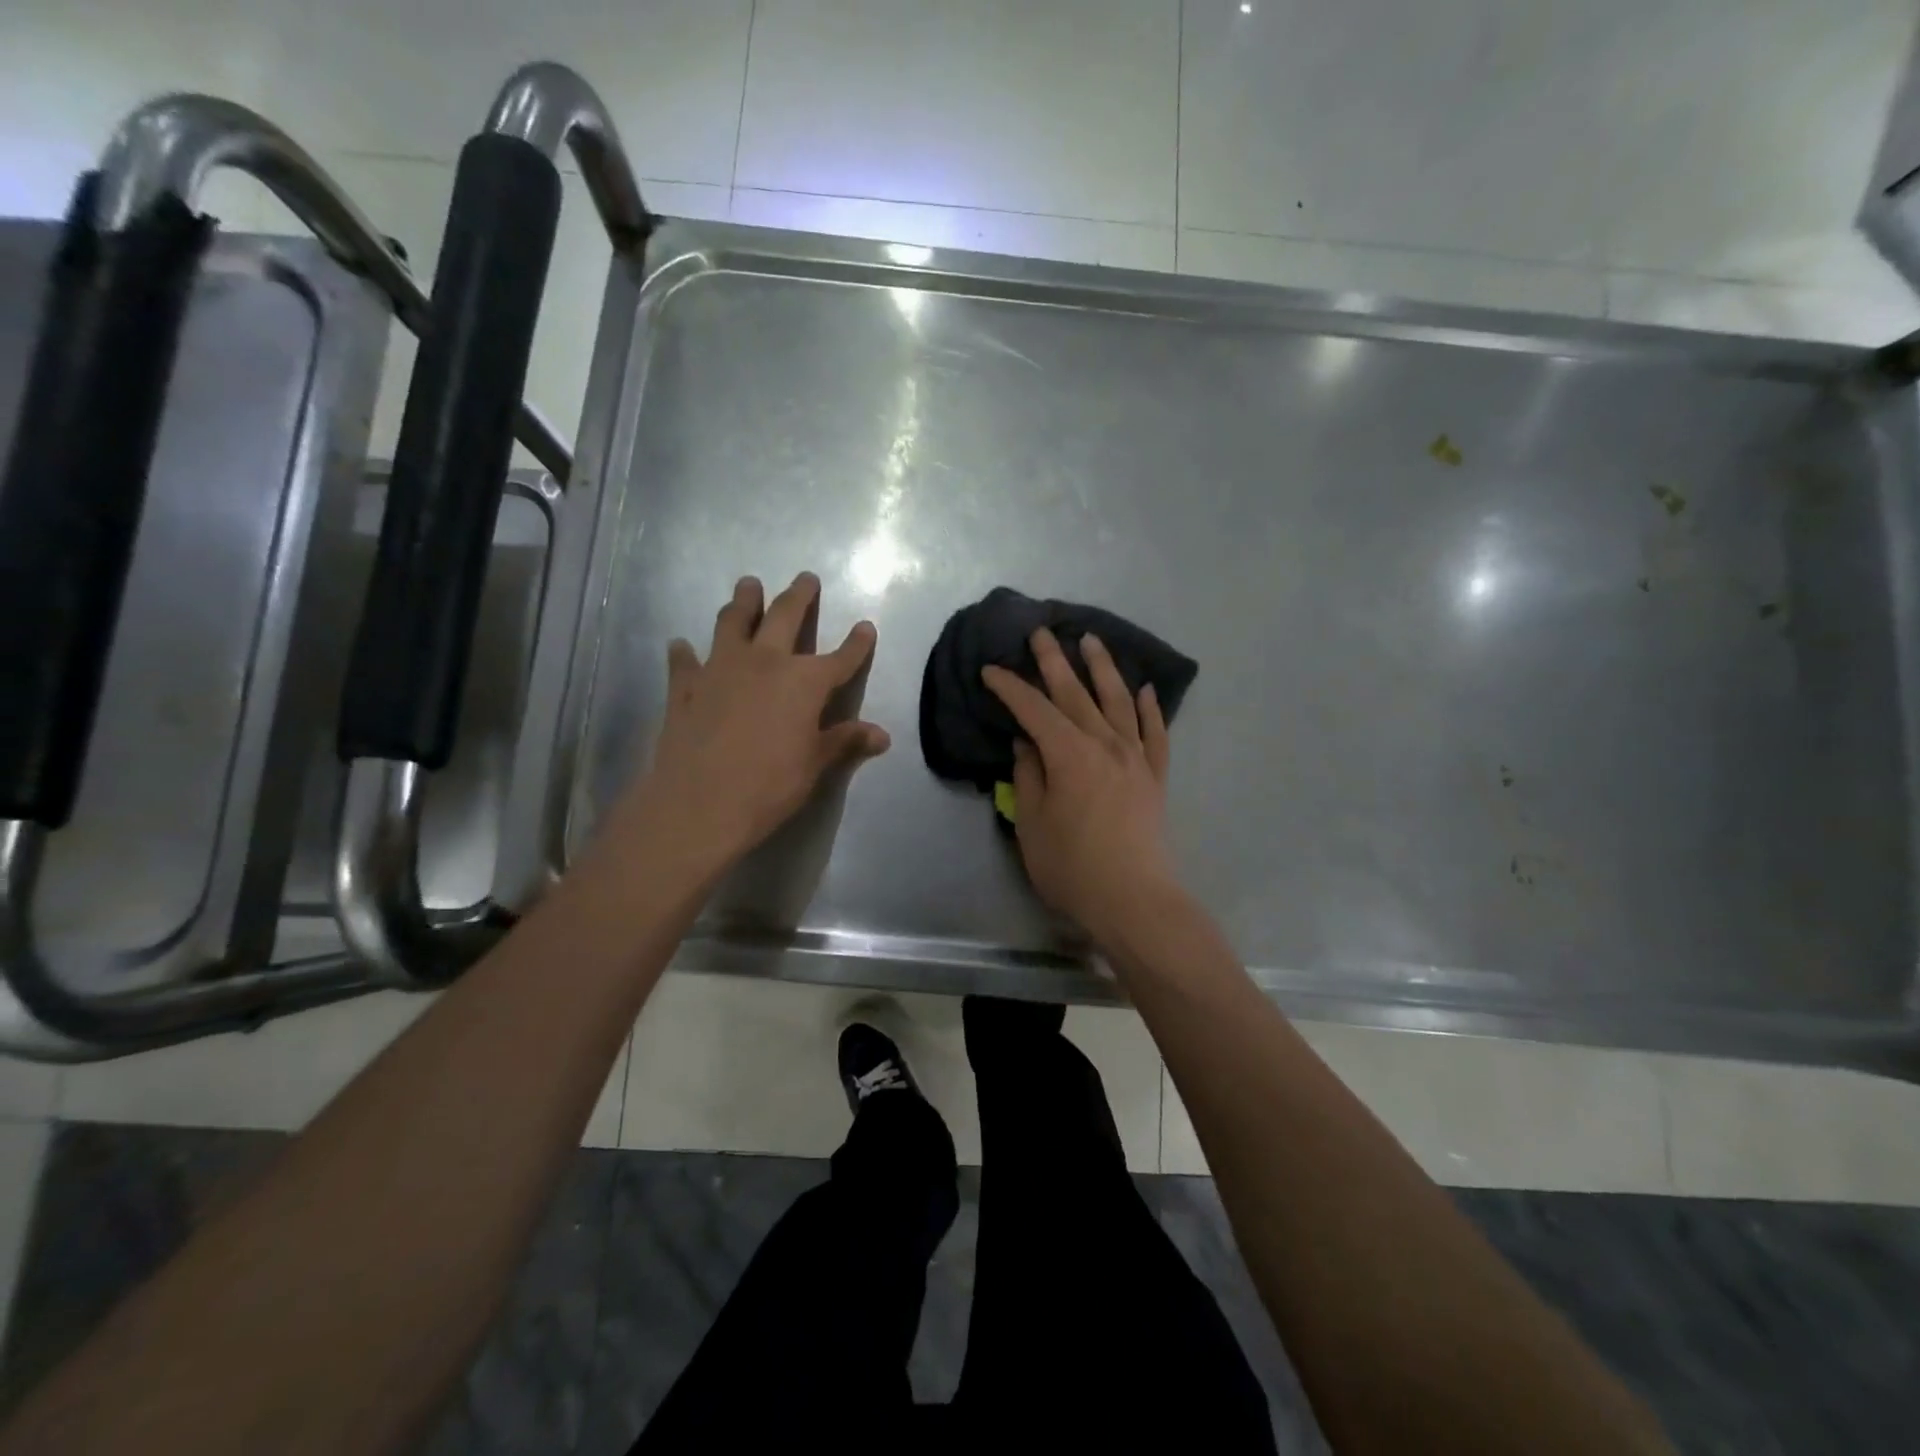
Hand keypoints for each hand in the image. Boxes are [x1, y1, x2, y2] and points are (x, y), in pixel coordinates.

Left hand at [605, 572, 889, 877]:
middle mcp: (764, 662)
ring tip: (748, 585)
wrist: (698, 804)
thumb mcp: (815, 765)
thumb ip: (845, 741)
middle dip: (799, 596)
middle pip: (785, 617)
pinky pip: (685, 661)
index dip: (857, 643)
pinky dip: (685, 652)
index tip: (866, 626)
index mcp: (804, 681)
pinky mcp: (686, 687)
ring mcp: (720, 668)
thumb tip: (882, 736)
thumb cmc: (769, 785)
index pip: (840, 657)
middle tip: (805, 577)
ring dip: (743, 601)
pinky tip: (682, 645)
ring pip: (733, 622)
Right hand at [982, 628, 1178, 943]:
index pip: (1034, 709)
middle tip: (1042, 631)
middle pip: (1075, 693)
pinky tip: (1146, 690)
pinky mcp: (1155, 776)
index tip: (991, 670)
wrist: (1134, 899)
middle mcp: (1104, 744)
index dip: (1010, 687)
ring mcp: (1135, 757)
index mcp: (1068, 754)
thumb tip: (1028, 746)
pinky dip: (1151, 709)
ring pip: (1118, 701)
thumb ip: (1028, 778)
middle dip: (1055, 661)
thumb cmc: (1072, 867)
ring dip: (1103, 668)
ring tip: (1092, 641)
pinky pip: (1156, 732)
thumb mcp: (1032, 824)